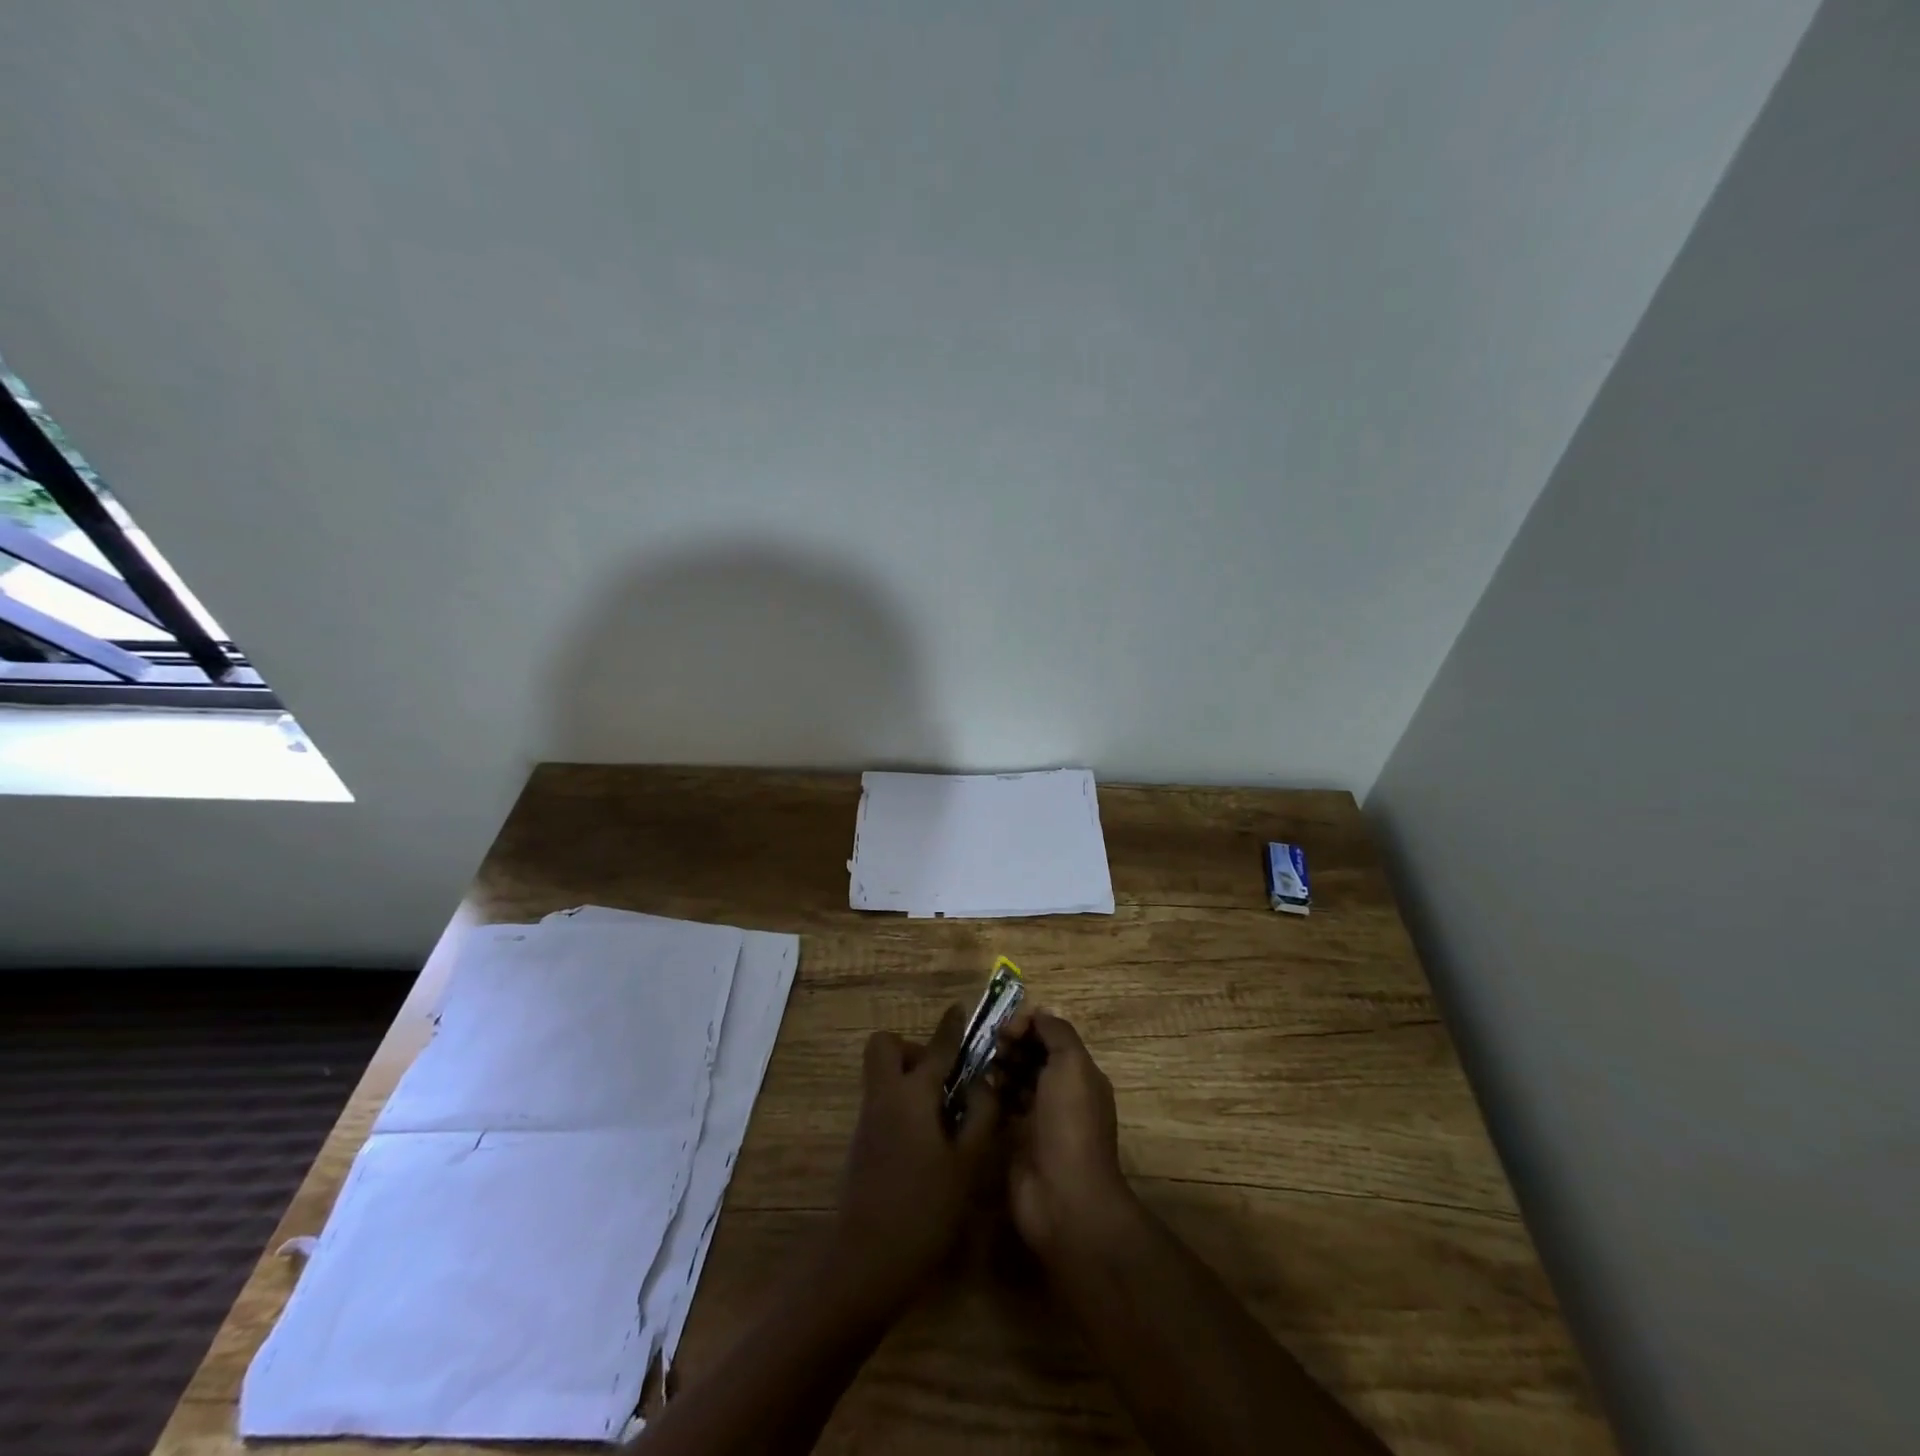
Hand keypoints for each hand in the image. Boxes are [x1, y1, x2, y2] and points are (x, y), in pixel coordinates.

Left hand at [830, 1004, 1000, 1314]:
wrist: (866, 1260)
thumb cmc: (924, 1208)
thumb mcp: (966, 1164)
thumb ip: (980, 1116)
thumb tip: (985, 1083)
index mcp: (913, 1094)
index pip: (936, 1048)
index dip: (950, 1027)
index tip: (960, 1010)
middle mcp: (885, 1097)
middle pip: (885, 1047)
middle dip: (912, 1049)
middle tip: (942, 1077)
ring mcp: (869, 1120)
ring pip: (882, 1075)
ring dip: (908, 1077)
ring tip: (945, 1112)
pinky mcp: (862, 1144)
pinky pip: (882, 1101)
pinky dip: (903, 1103)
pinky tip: (928, 1138)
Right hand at [998, 1009, 1133, 1259]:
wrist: (1064, 1198)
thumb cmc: (1070, 1124)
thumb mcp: (1072, 1065)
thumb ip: (1056, 1032)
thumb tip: (1037, 1013)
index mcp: (1080, 1074)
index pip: (1051, 1036)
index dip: (1028, 1025)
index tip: (1005, 1029)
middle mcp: (1061, 1093)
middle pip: (1032, 1056)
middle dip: (1011, 1045)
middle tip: (989, 1046)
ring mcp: (1038, 1119)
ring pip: (1015, 1080)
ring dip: (998, 1068)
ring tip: (979, 1066)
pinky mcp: (1016, 1141)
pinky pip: (1001, 1108)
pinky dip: (989, 1095)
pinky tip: (972, 1089)